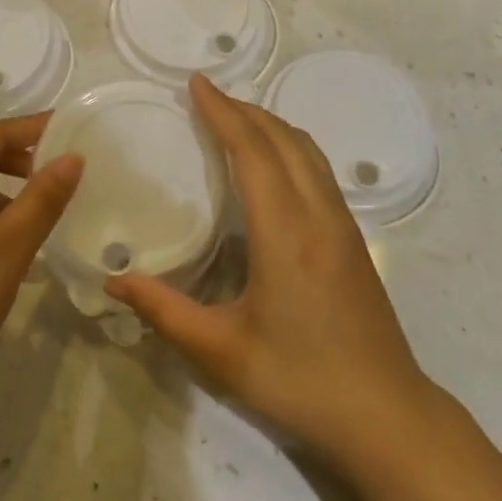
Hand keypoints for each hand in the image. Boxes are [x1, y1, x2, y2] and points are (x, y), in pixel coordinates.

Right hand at [106, 75, 438, 466]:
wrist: (388, 417)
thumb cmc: (300, 381)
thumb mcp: (221, 352)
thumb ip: (164, 312)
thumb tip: (113, 282)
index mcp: (285, 232)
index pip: (253, 151)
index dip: (223, 112)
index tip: (197, 83)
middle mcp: (318, 215)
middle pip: (283, 139)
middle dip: (244, 109)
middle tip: (206, 95)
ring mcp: (342, 225)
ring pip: (308, 150)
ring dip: (270, 124)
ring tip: (235, 118)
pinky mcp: (354, 239)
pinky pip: (319, 170)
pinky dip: (289, 146)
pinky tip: (272, 164)